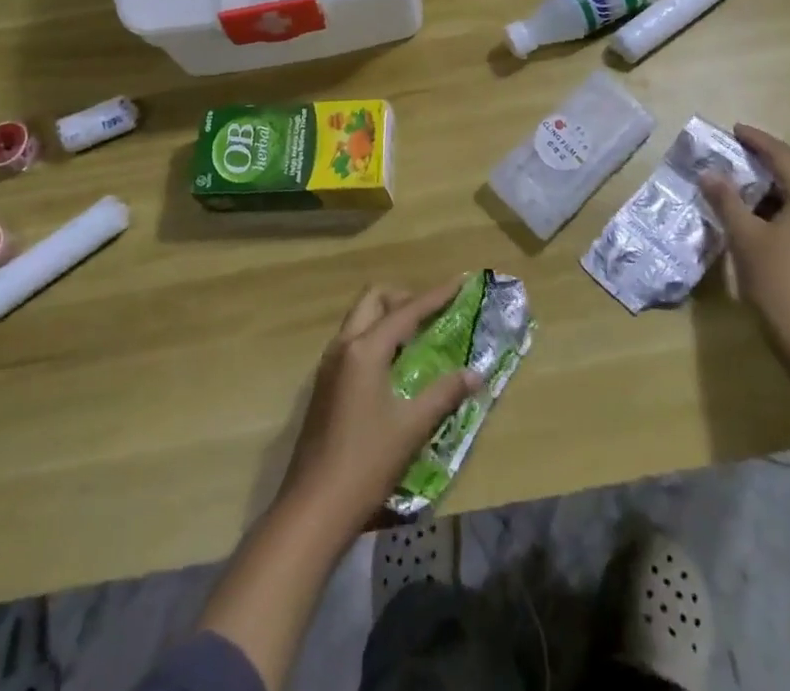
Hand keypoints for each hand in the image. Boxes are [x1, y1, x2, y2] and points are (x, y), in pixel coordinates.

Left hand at [275, 280, 481, 540]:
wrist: (313, 508)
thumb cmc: (366, 463)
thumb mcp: (412, 427)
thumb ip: (445, 394)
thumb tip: (476, 374)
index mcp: (365, 349)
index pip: (406, 311)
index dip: (435, 296)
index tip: (459, 282)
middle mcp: (343, 346)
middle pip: (374, 300)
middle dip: (404, 298)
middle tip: (432, 314)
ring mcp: (329, 365)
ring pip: (360, 319)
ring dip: (387, 316)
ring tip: (417, 337)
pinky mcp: (324, 384)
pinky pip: (353, 341)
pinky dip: (375, 337)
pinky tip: (392, 365)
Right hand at [701, 124, 789, 350]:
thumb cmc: (776, 278)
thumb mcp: (744, 235)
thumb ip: (726, 199)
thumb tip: (709, 173)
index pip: (783, 156)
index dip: (757, 141)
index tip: (735, 129)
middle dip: (770, 159)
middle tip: (740, 152)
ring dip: (777, 183)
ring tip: (747, 180)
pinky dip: (785, 203)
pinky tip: (763, 213)